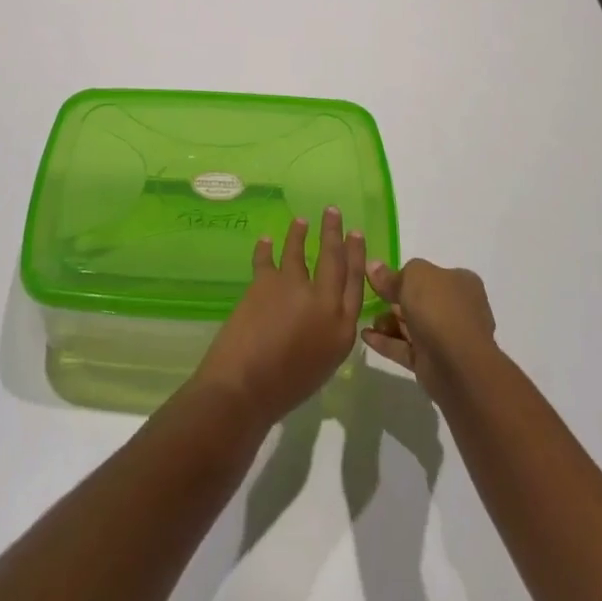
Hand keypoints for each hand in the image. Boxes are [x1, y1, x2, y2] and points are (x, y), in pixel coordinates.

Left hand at [189, 207, 366, 430]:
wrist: (245, 388)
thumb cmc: (286, 388)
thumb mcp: (323, 363)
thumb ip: (329, 331)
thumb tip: (323, 310)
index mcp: (342, 328)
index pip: (355, 284)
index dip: (356, 257)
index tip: (356, 235)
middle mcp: (323, 302)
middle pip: (333, 259)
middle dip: (334, 233)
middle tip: (333, 212)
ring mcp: (294, 288)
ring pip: (300, 251)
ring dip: (299, 234)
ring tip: (300, 221)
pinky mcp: (265, 282)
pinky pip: (266, 258)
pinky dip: (265, 248)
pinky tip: (265, 241)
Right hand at [362, 258, 497, 402]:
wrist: (457, 365)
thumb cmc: (439, 308)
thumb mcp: (413, 276)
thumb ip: (392, 274)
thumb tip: (373, 267)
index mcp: (461, 283)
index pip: (430, 275)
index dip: (406, 275)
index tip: (381, 278)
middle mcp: (457, 309)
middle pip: (420, 300)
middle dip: (393, 300)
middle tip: (370, 298)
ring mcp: (447, 338)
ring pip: (412, 326)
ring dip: (388, 322)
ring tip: (367, 319)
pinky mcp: (433, 363)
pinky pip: (406, 348)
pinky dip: (387, 341)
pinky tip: (365, 336)